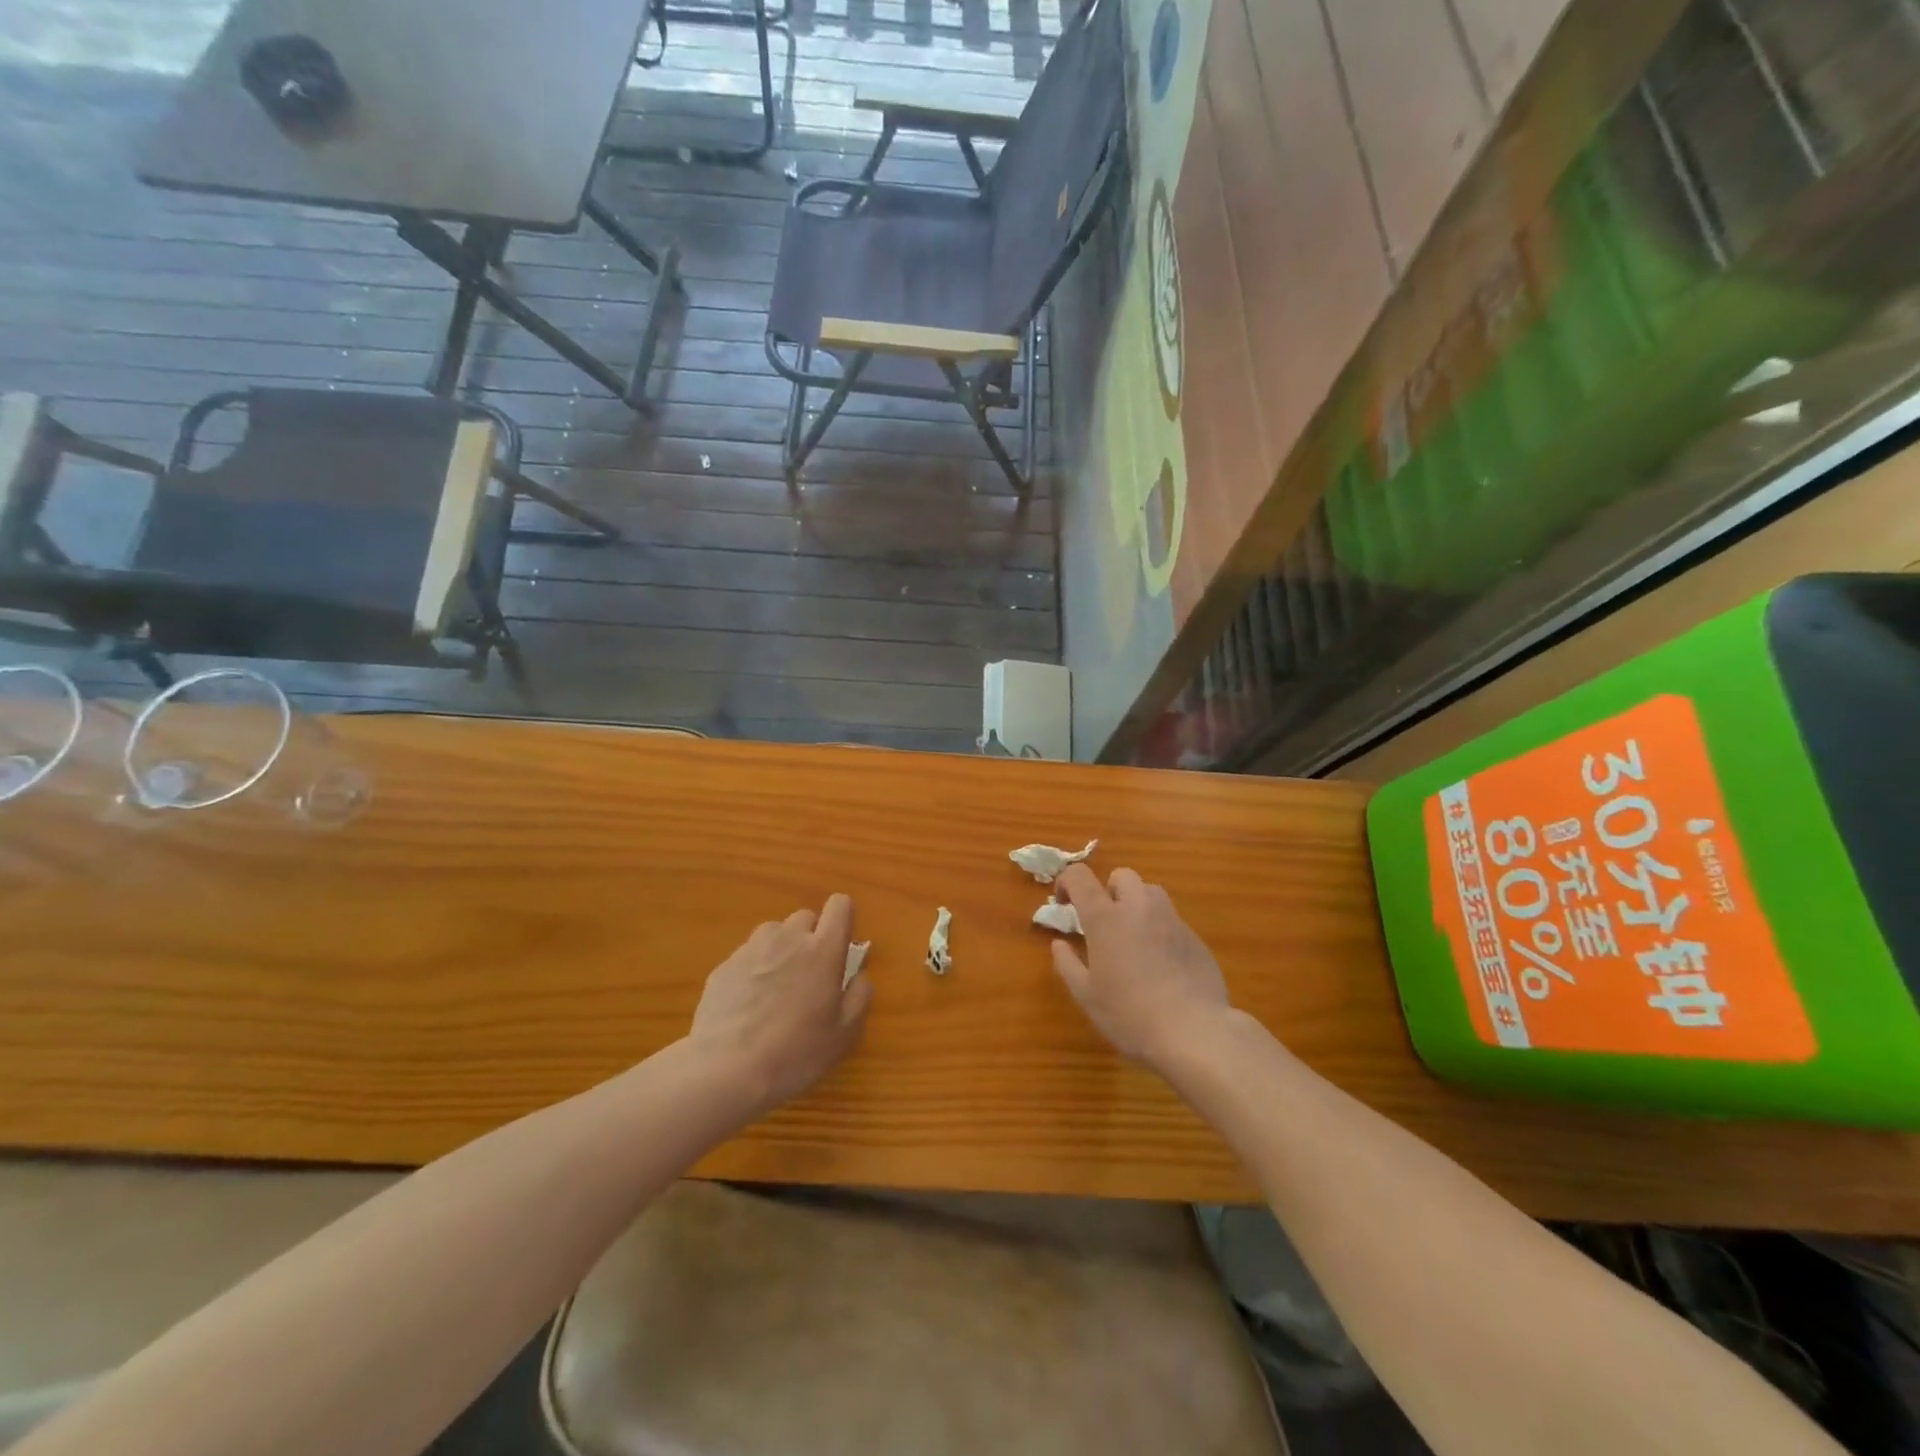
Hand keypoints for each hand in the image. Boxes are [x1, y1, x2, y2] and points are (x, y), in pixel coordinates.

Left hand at [688, 893, 872, 1116]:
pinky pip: (748, 956)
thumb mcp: (844, 1035)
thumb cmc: (795, 1053)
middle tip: (810, 977)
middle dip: (811, 938)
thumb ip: (859, 996)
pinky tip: (748, 1006)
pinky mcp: (724, 966)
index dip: (844, 918)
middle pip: (806, 917)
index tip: (842, 944)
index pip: (840, 906)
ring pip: (774, 934)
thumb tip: (859, 975)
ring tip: (777, 989)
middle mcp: (788, 939)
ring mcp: (752, 949)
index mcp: (823, 950)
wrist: (725, 1071)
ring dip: (781, 950)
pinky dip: (754, 971)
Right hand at [1051, 865, 1231, 1070]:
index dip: (1067, 882)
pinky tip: (1161, 965)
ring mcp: (1171, 920)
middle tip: (1104, 924)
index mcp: (1105, 917)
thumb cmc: (1129, 1014)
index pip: (1080, 876)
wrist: (1194, 1033)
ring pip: (1150, 893)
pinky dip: (1159, 930)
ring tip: (1133, 939)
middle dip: (1108, 891)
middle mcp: (1139, 908)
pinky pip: (1171, 920)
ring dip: (1136, 905)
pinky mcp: (1195, 938)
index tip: (1065, 905)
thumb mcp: (1087, 996)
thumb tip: (1059, 944)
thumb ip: (1068, 964)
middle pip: (1121, 876)